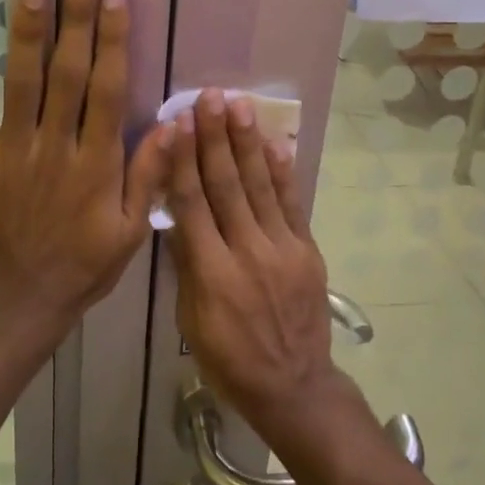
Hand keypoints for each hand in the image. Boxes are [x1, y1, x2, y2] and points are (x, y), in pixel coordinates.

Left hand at [0, 0, 171, 336]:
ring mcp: (12, 150)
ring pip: (20, 82)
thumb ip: (150, 174)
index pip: (108, 88)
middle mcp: (55, 145)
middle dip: (75, 17)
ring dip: (26, 31)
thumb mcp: (131, 230)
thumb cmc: (84, 265)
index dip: (113, 39)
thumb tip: (176, 122)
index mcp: (97, 161)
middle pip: (67, 71)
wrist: (20, 299)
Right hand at [167, 90, 353, 443]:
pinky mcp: (307, 251)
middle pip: (227, 185)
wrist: (294, 386)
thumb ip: (187, 267)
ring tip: (239, 106)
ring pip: (260, 186)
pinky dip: (283, 173)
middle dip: (215, 138)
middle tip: (208, 98)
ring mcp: (283, 249)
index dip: (183, 161)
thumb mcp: (191, 322)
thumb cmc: (230, 360)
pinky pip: (293, 205)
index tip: (177, 124)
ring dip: (248, 143)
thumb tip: (176, 217)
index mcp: (212, 273)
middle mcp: (247, 252)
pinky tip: (275, 143)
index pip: (192, 204)